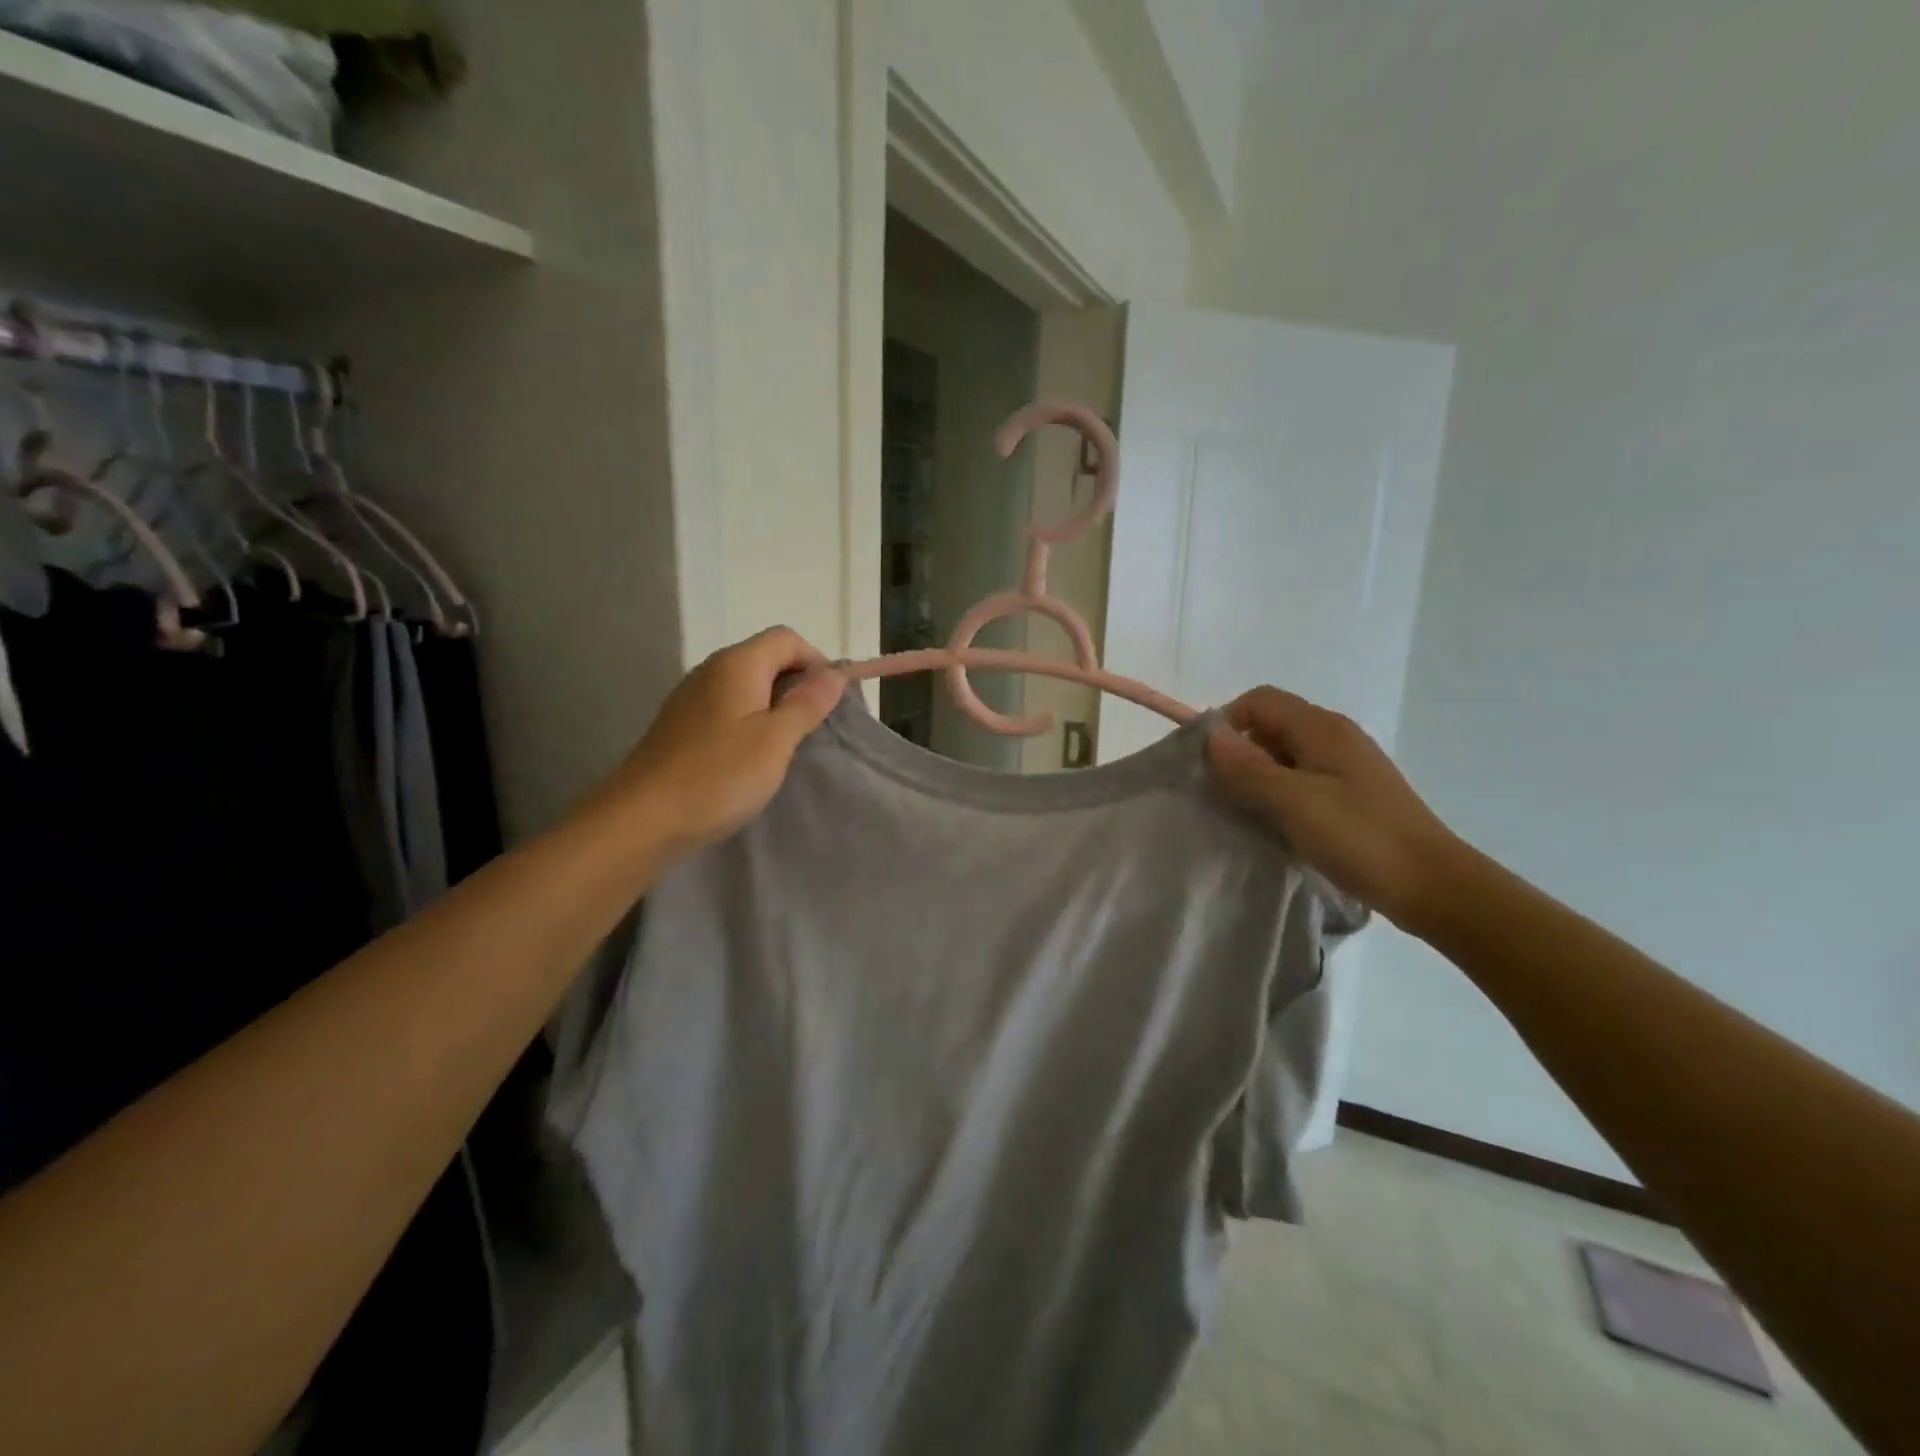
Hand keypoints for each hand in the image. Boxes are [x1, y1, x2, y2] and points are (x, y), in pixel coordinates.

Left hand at [606, 626, 844, 858]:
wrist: (643, 820)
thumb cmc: (718, 776)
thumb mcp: (775, 740)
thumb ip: (807, 703)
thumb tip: (834, 673)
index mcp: (737, 664)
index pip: (788, 639)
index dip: (817, 661)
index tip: (832, 701)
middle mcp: (711, 670)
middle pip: (766, 658)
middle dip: (798, 684)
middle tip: (816, 726)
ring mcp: (692, 697)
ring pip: (747, 685)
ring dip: (775, 705)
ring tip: (789, 744)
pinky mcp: (682, 725)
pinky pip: (728, 708)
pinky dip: (750, 721)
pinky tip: (753, 757)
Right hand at [1205, 688, 1462, 928]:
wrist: (1432, 886)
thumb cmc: (1360, 837)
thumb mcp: (1293, 802)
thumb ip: (1247, 767)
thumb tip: (1209, 736)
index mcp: (1321, 728)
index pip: (1259, 700)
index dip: (1227, 722)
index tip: (1210, 764)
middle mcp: (1335, 737)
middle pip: (1271, 725)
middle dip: (1240, 752)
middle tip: (1222, 793)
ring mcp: (1347, 767)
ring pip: (1285, 755)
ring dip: (1259, 776)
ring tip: (1245, 813)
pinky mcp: (1353, 795)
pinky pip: (1303, 780)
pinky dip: (1281, 795)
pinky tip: (1277, 826)